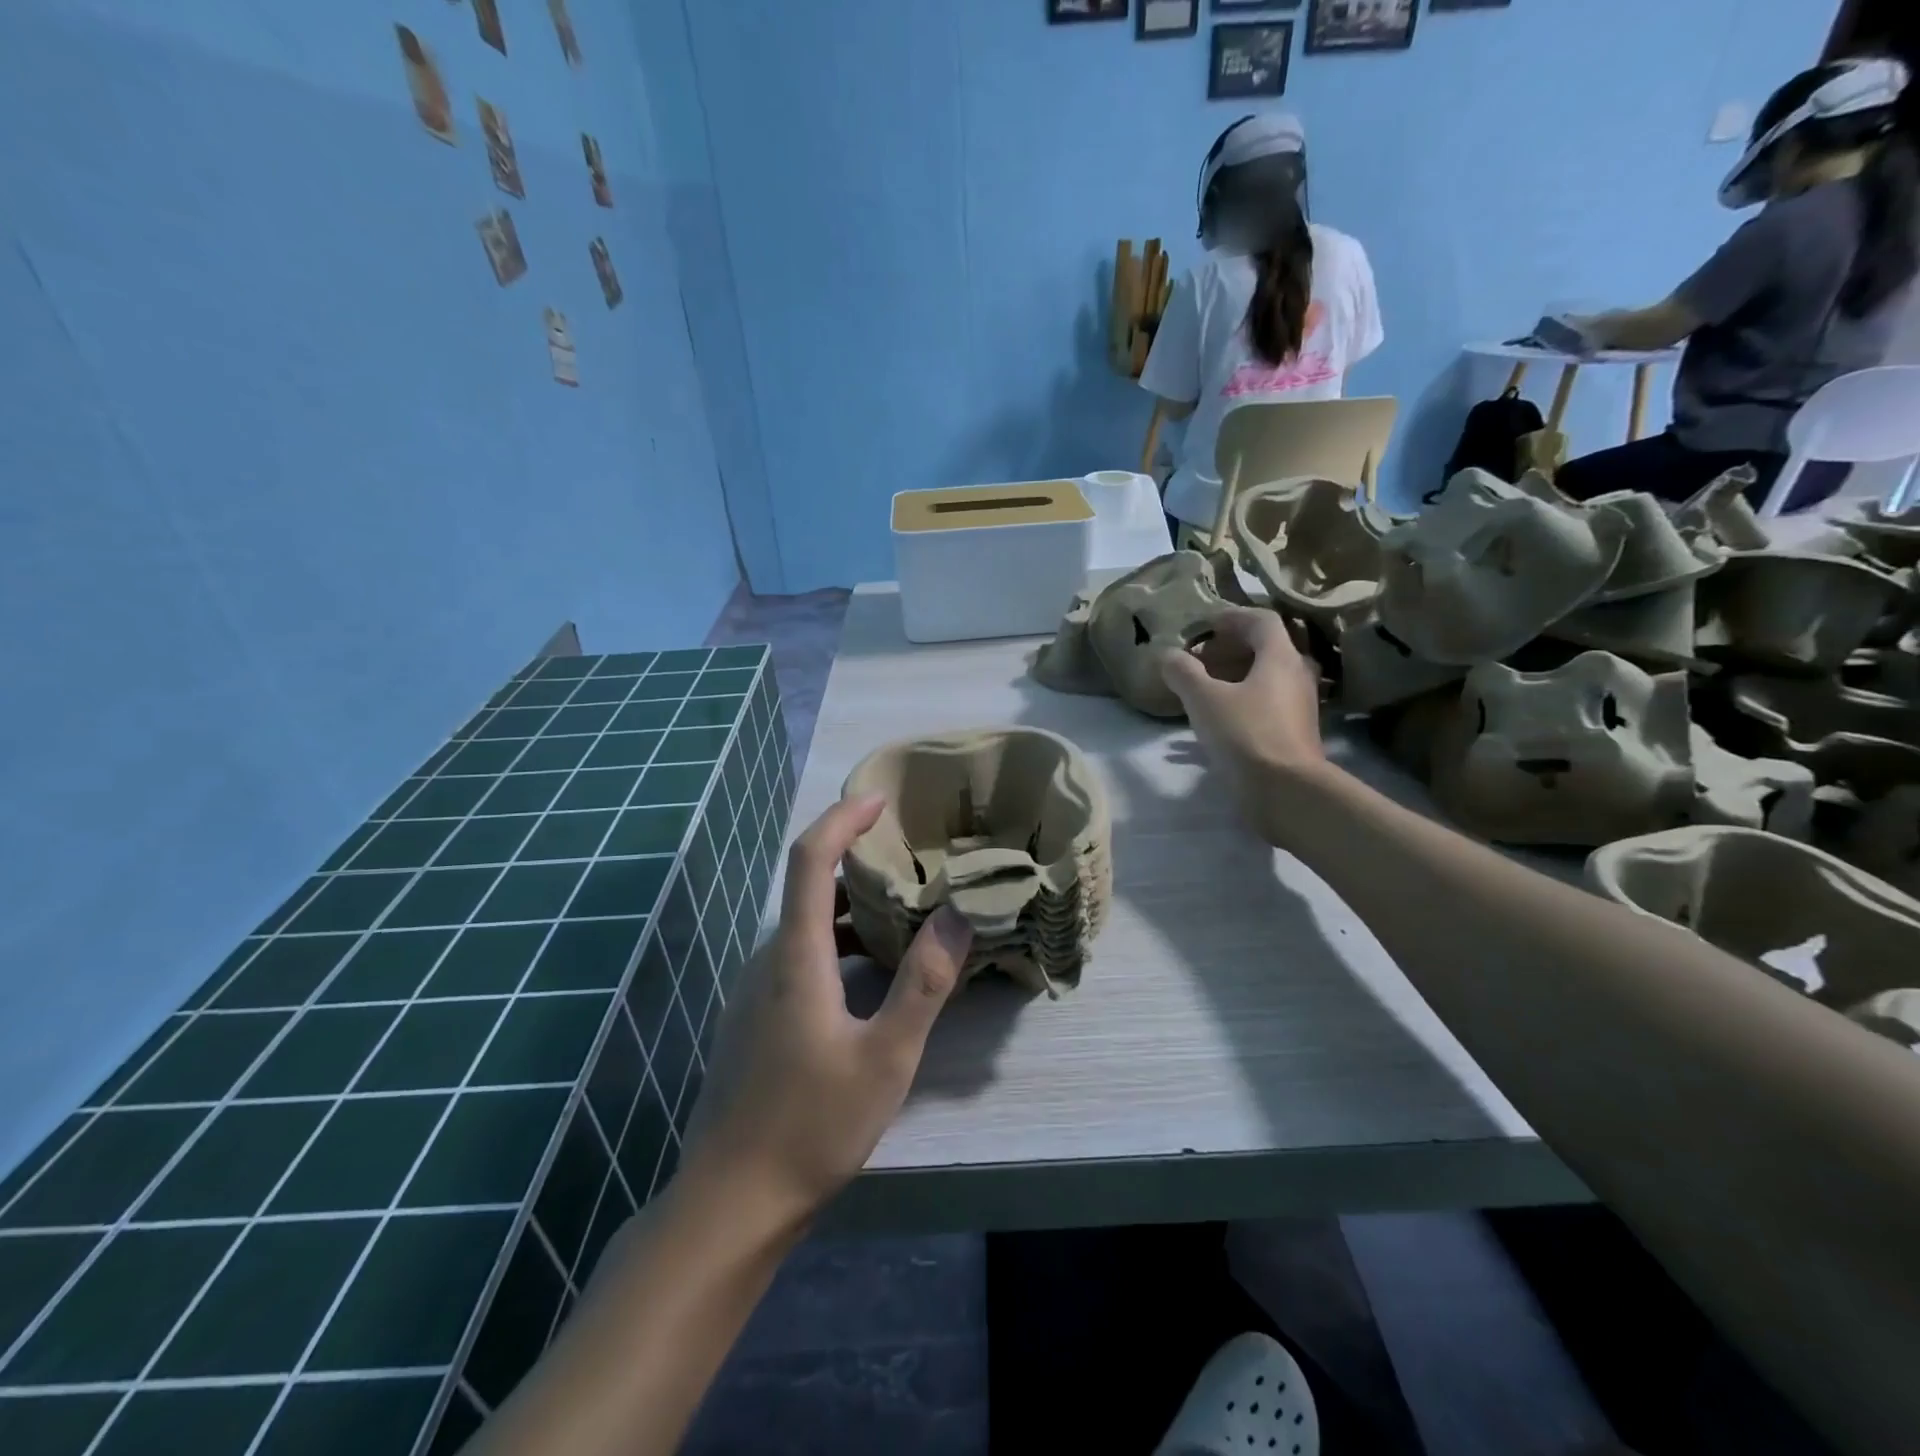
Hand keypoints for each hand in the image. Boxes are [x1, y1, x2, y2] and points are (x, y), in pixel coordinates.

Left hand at [679, 793, 973, 1223]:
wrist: (730, 1202)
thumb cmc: (811, 1127)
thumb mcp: (886, 1057)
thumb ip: (924, 983)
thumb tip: (957, 913)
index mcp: (794, 956)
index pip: (809, 858)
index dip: (841, 819)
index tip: (879, 799)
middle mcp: (768, 960)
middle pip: (807, 886)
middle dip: (855, 860)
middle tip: (912, 859)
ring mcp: (755, 990)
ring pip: (804, 926)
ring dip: (849, 907)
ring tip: (903, 913)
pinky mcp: (754, 1017)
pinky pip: (798, 956)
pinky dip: (836, 943)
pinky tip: (871, 975)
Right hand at [1162, 607, 1325, 799]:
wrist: (1286, 791)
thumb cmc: (1246, 734)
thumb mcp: (1204, 699)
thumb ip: (1183, 673)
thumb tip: (1168, 655)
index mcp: (1280, 657)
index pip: (1261, 620)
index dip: (1231, 617)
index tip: (1204, 627)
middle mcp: (1296, 675)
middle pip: (1264, 648)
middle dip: (1228, 649)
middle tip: (1197, 660)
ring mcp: (1299, 705)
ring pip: (1265, 678)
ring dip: (1233, 676)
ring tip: (1200, 690)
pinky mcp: (1294, 732)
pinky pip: (1265, 703)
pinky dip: (1240, 701)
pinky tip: (1214, 721)